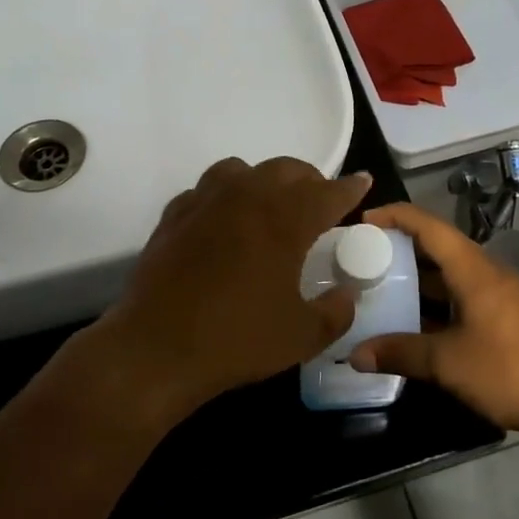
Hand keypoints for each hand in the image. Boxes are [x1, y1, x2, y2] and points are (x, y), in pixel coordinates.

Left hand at [88, 157, 372, 421]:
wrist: (156, 349)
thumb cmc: (237, 340)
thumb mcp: (303, 336)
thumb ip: (336, 312)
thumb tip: (346, 295)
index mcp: (285, 221)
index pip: (327, 192)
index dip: (349, 188)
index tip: (362, 182)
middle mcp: (247, 198)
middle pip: (286, 169)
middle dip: (309, 180)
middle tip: (318, 202)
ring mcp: (205, 203)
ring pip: (241, 169)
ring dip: (263, 180)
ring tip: (269, 205)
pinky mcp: (174, 216)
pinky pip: (205, 190)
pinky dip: (223, 197)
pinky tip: (223, 222)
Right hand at [349, 203, 518, 440]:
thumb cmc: (509, 369)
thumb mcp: (447, 363)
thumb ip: (401, 353)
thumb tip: (356, 354)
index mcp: (473, 269)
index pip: (429, 226)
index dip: (395, 216)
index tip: (363, 221)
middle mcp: (486, 272)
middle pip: (438, 247)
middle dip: (400, 248)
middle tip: (362, 257)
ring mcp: (498, 295)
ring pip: (450, 274)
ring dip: (417, 278)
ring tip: (379, 287)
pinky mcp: (504, 317)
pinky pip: (461, 295)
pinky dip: (435, 301)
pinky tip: (413, 321)